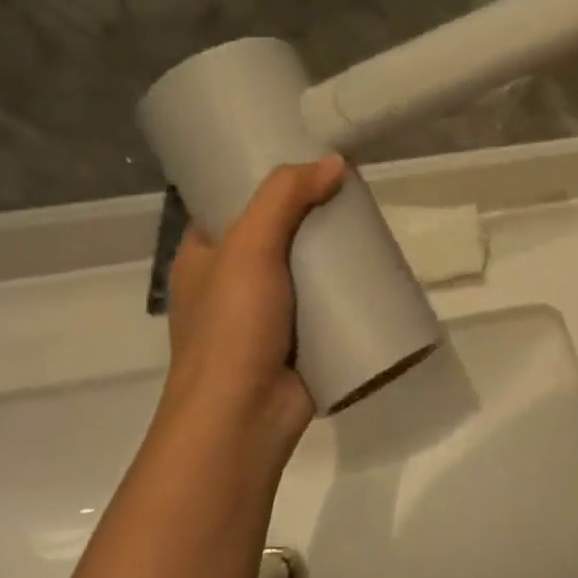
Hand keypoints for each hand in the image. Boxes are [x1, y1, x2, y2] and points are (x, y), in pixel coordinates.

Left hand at [160, 157, 346, 451]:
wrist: (244, 418)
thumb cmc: (233, 327)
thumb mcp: (249, 248)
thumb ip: (285, 198)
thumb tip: (335, 161)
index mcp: (203, 255)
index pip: (231, 202)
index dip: (264, 179)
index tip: (305, 158)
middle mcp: (231, 281)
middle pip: (276, 232)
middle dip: (311, 212)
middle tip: (350, 189)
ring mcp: (266, 313)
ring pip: (304, 268)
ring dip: (333, 250)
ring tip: (370, 224)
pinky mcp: (298, 339)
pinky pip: (324, 302)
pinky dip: (345, 287)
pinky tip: (374, 270)